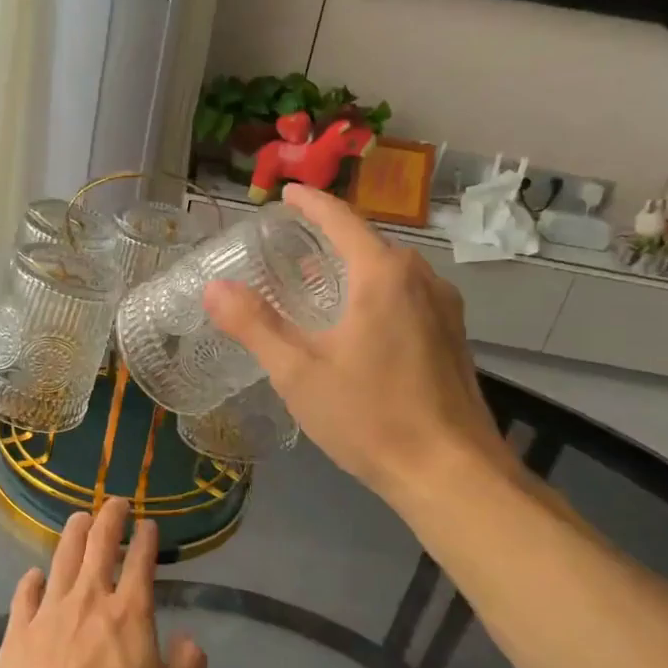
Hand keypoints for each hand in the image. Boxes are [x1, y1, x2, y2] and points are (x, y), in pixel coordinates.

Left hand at [0, 499, 207, 667]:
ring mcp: (50, 612)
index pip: (141, 562)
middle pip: (99, 545)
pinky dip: (32, 580)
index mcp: (130, 613)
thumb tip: (190, 641)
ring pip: (62, 558)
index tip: (148, 524)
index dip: (146, 538)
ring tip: (79, 518)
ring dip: (73, 534)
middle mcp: (90, 599)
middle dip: (110, 518)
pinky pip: (26, 594)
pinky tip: (35, 575)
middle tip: (115, 502)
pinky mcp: (19, 631)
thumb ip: (186, 667)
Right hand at [203, 184, 514, 508]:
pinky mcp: (452, 337)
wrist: (450, 472)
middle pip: (368, 242)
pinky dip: (374, 292)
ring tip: (315, 282)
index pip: (341, 220)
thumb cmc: (370, 417)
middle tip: (288, 247)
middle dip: (328, 238)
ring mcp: (444, 308)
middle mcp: (421, 278)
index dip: (311, 203)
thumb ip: (255, 325)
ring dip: (352, 267)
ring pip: (390, 271)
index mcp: (383, 275)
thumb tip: (214, 288)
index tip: (287, 194)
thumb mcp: (298, 372)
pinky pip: (407, 295)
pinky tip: (355, 322)